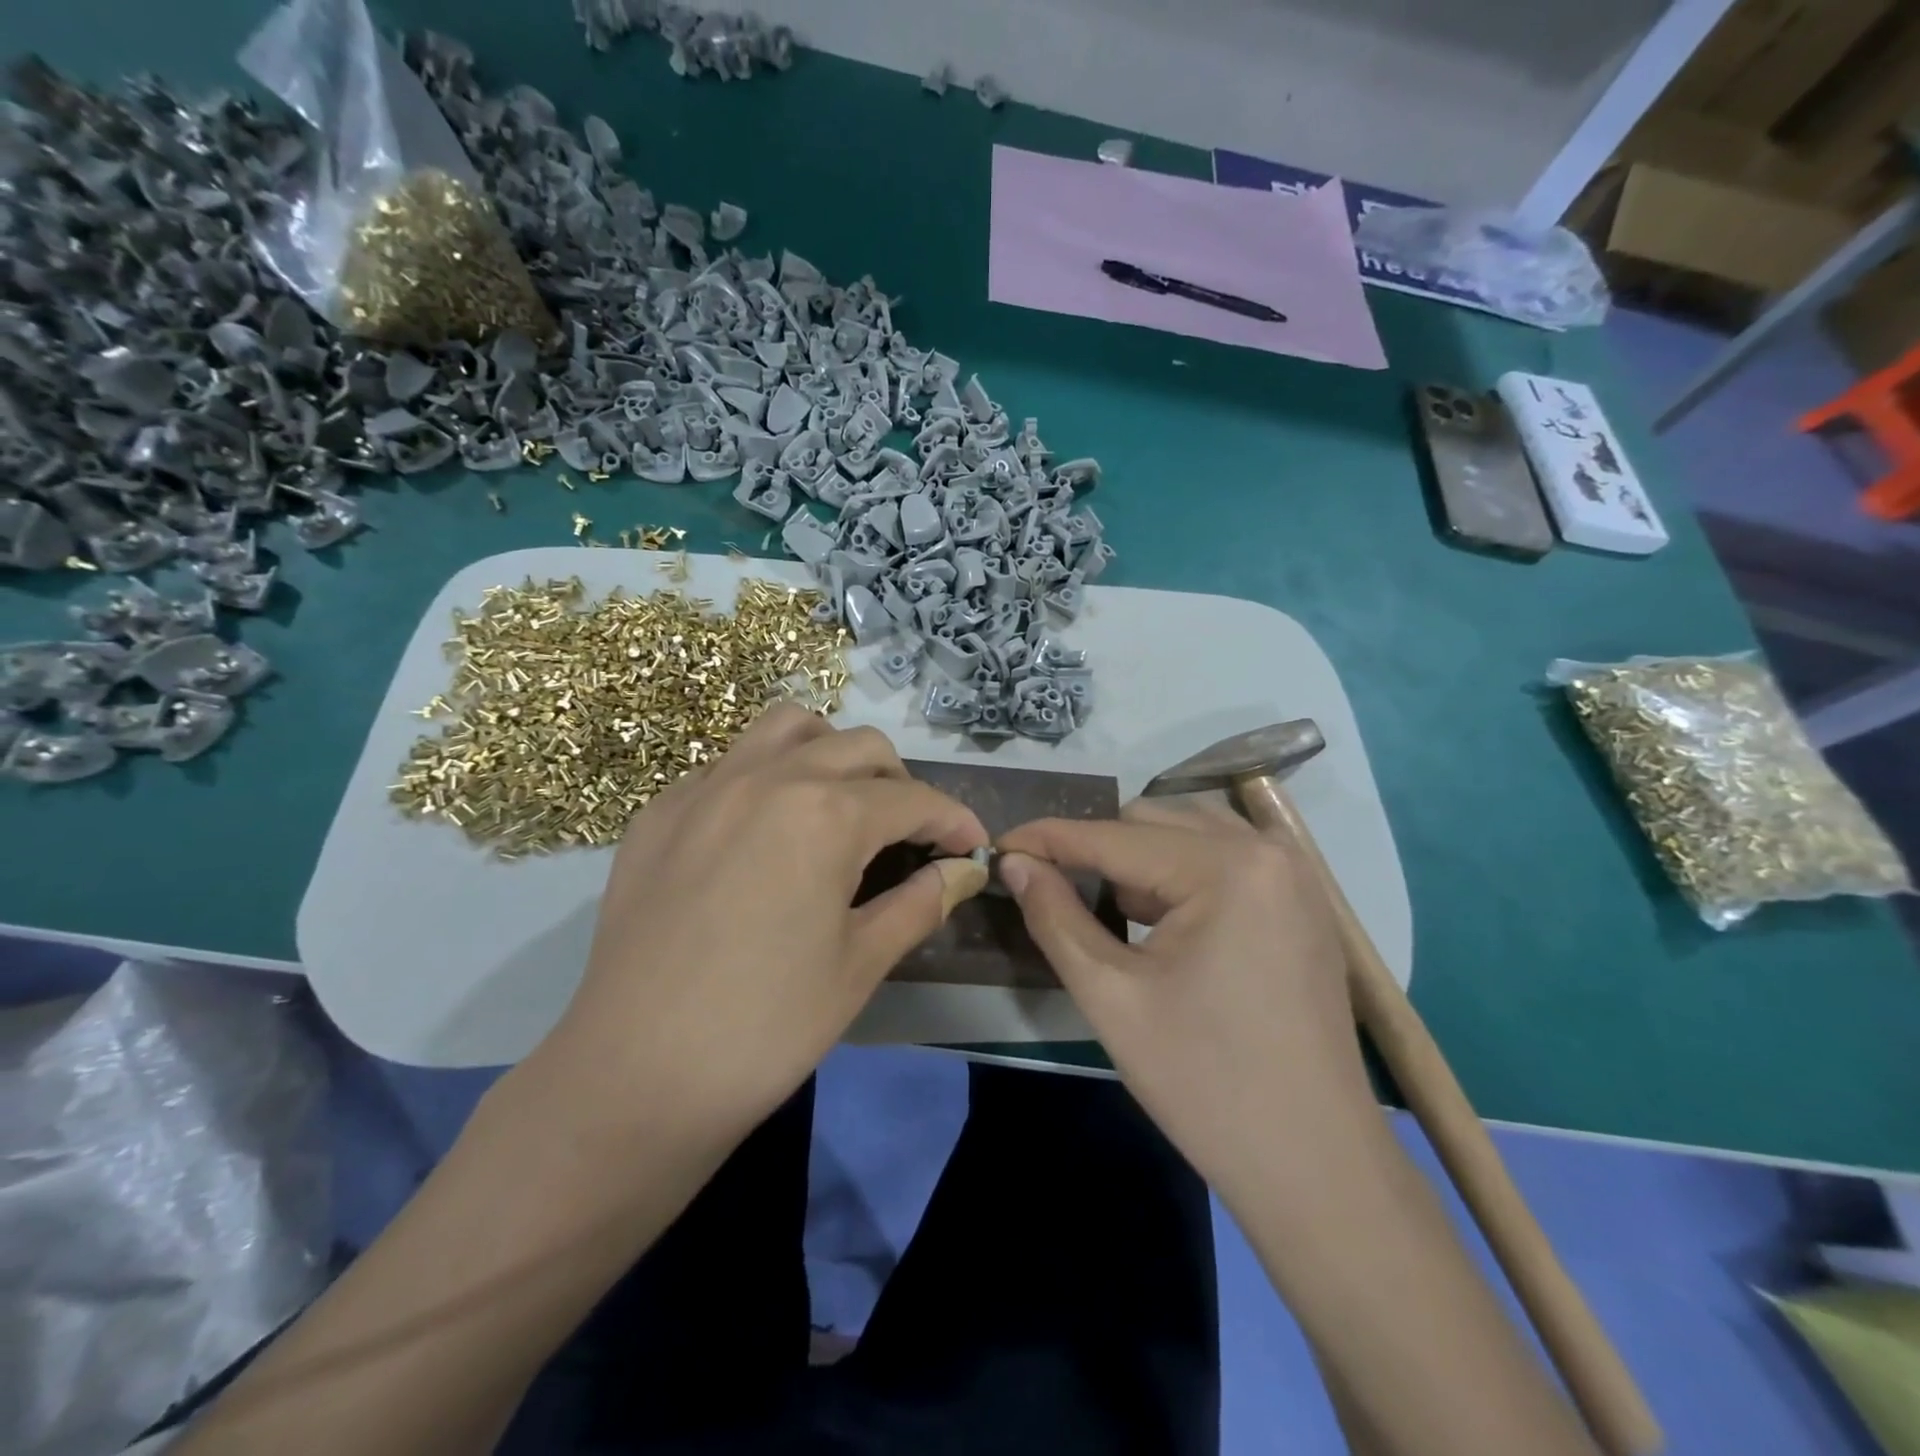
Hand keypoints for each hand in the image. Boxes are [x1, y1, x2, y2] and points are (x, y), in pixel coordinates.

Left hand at [539, 705, 988, 1139]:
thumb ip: (921, 901)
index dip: (954, 821)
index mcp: (825, 813)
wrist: (635, 1077)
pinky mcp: (659, 812)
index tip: (973, 847)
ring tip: (839, 804)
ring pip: (787, 728)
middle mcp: (767, 777)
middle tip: (909, 836)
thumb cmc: (766, 1026)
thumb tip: (965, 871)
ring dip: (830, 752)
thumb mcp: (861, 963)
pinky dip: (765, 777)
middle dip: (901, 783)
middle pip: (859, 746)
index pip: (913, 799)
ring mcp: (704, 787)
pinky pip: (728, 764)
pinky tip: (763, 834)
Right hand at [997, 796, 1374, 1198]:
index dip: (1047, 839)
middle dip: (1094, 849)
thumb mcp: (1111, 996)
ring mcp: (1293, 873)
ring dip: (1136, 857)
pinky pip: (1223, 856)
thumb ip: (1054, 916)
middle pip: (1151, 820)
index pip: (1113, 836)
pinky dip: (1178, 872)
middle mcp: (1266, 848)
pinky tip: (1157, 919)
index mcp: (1226, 867)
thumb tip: (1013, 863)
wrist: (1315, 1166)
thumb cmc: (1206, 1084)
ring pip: (1187, 831)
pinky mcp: (1301, 901)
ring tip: (1103, 907)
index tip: (997, 848)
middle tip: (1050, 889)